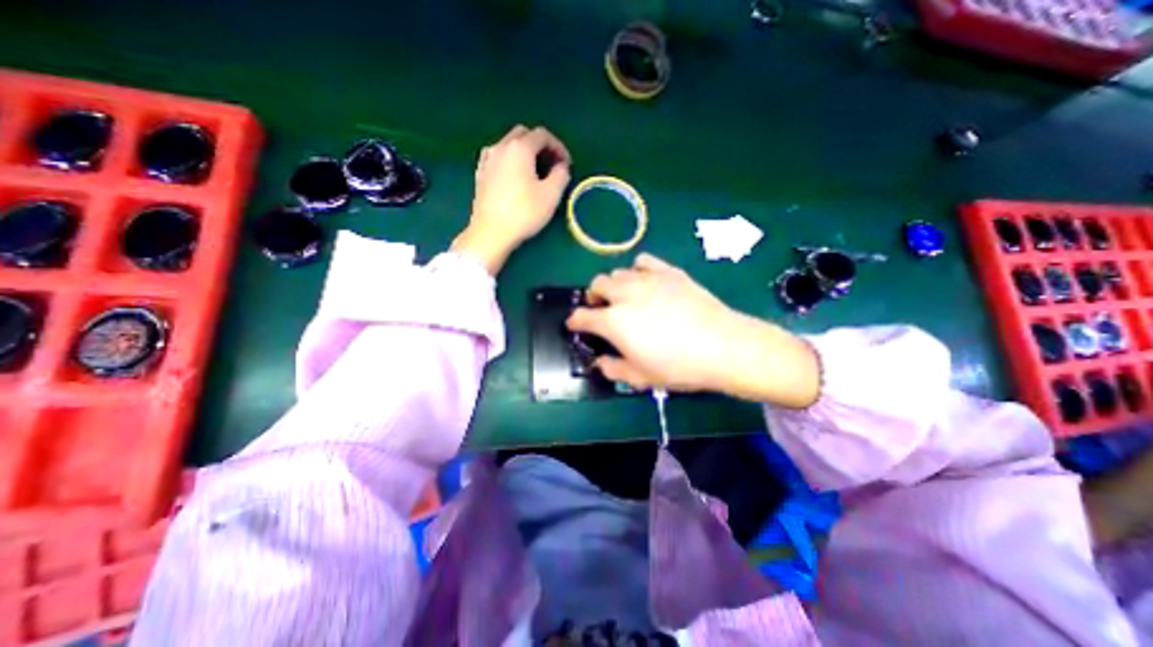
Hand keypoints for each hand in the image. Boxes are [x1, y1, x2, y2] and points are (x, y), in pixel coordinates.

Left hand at [453, 123, 572, 271]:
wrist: (491, 232)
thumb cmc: (524, 213)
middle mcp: (501, 147)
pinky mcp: (480, 174)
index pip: (542, 135)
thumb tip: (561, 166)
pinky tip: (515, 178)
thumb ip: (561, 174)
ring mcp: (487, 160)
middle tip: (551, 165)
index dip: (558, 147)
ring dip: (525, 153)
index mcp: (519, 148)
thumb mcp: (551, 195)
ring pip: (509, 145)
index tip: (566, 165)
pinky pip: (498, 158)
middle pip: (524, 135)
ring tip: (534, 172)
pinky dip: (510, 161)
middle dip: (541, 146)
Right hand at [566, 254, 819, 406]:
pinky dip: (637, 269)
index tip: (574, 324)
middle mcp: (625, 295)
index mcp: (614, 322)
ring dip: (614, 284)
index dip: (574, 321)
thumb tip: (600, 362)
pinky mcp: (669, 272)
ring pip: (618, 272)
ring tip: (623, 296)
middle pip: (597, 284)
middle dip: (593, 296)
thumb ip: (613, 368)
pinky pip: (644, 261)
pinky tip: (645, 281)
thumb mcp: (641, 377)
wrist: (722, 346)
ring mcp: (647, 280)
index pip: (582, 317)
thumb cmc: (678, 366)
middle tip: (601, 309)